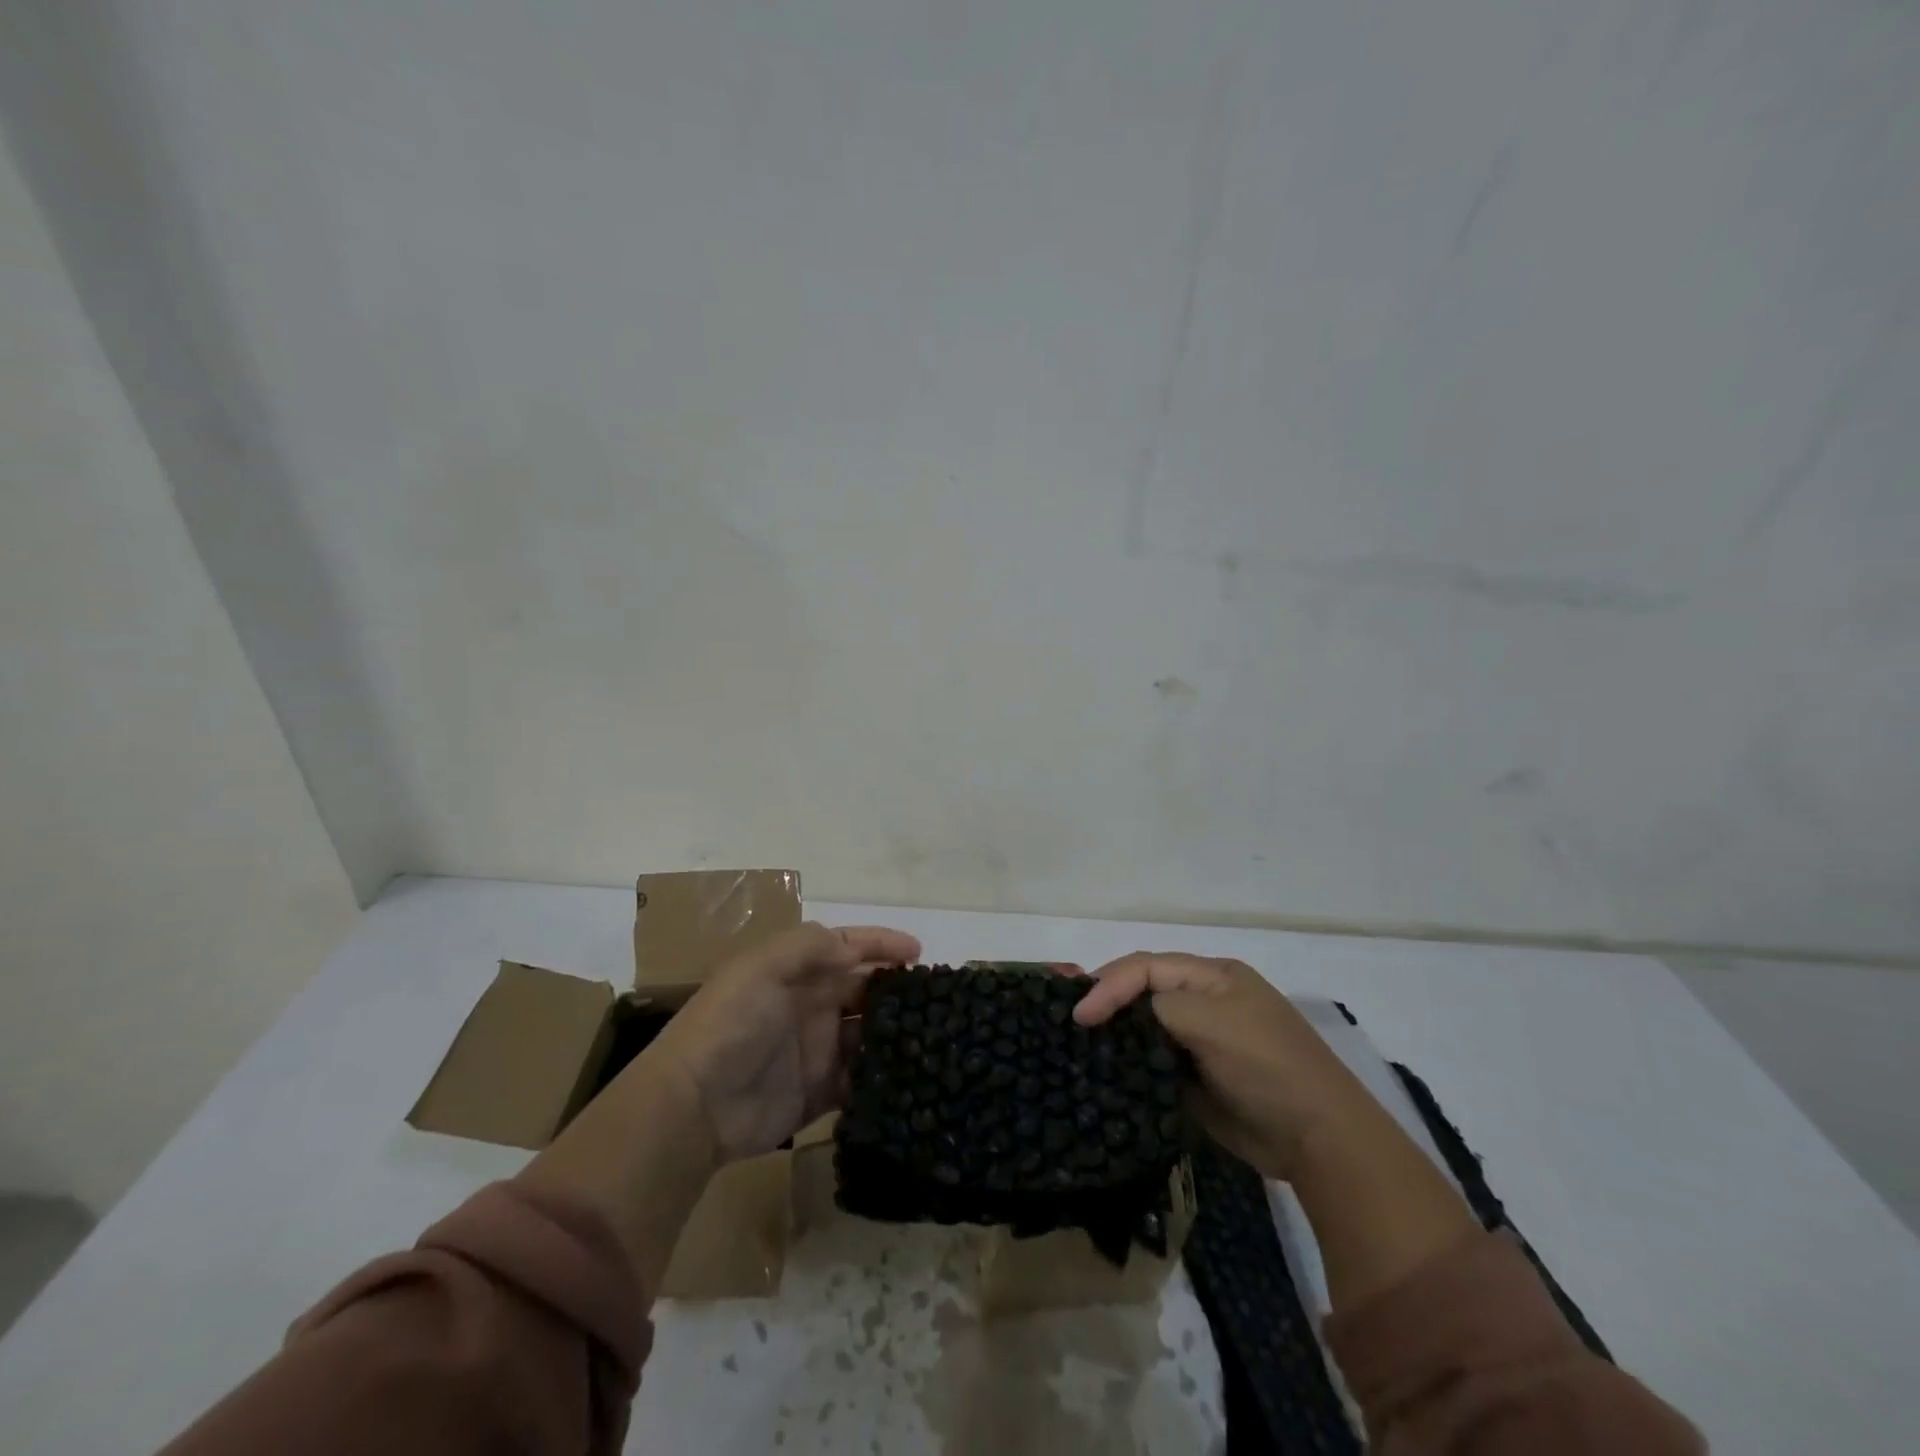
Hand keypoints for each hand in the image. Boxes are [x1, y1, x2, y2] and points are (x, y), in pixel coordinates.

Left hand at [645, 922, 920, 1162]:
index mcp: (796, 972)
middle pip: (863, 991)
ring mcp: (817, 1051)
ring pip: (867, 1035)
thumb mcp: (763, 967)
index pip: (847, 948)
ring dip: (895, 1033)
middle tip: (936, 999)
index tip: (918, 952)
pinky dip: (882, 1076)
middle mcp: (810, 1006)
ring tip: (934, 1037)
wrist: (694, 1106)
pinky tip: (911, 1075)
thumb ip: (811, 947)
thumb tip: (856, 951)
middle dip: (896, 990)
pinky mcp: (820, 1093)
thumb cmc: (731, 1024)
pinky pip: (860, 1080)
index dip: (881, 944)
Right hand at [1074, 952, 1373, 1180]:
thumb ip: (1160, 1006)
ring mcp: (1201, 1041)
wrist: (1318, 1140)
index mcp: (1212, 976)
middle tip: (1073, 1023)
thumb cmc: (1266, 1066)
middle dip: (1108, 1002)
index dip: (1109, 984)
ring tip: (1080, 1045)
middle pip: (1143, 991)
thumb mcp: (1212, 1021)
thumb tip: (1123, 1015)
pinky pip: (1154, 1062)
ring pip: (1145, 1027)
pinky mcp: (1196, 1078)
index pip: (1147, 967)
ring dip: (1116, 1034)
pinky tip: (1107, 1072)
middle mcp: (1204, 1001)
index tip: (1082, 1016)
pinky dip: (1131, 1065)